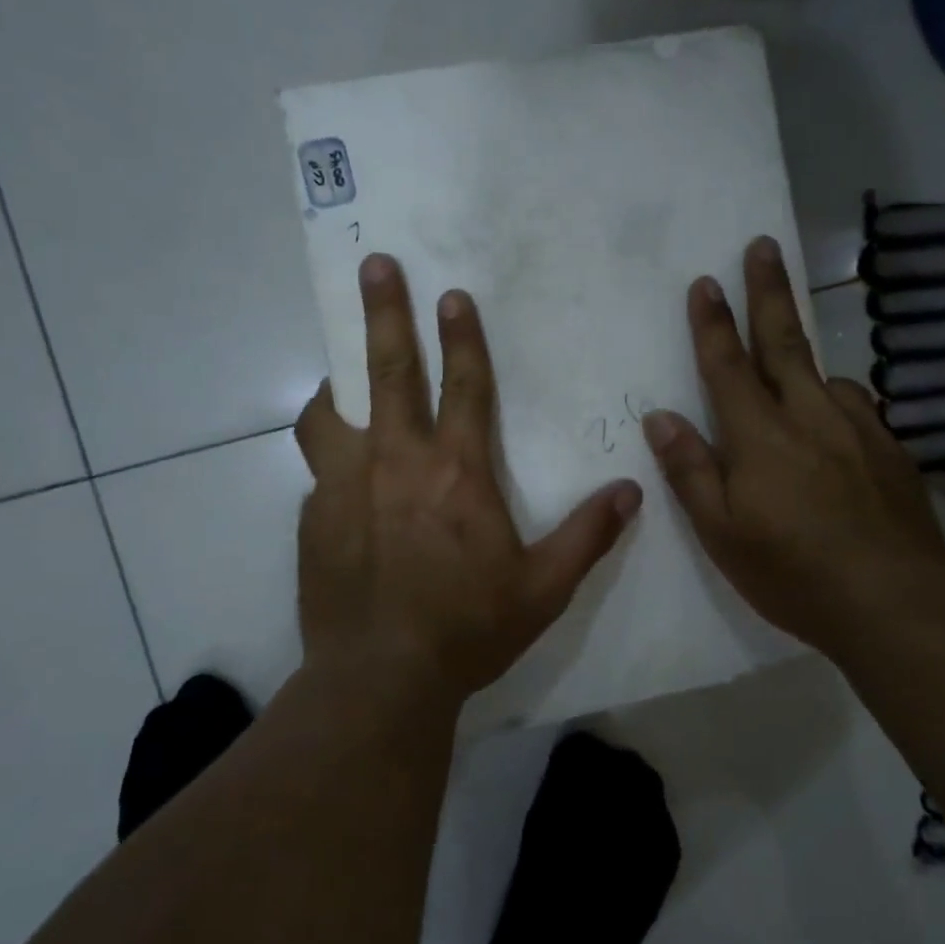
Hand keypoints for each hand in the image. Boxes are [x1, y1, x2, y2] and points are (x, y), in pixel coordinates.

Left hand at [295, 254, 642, 707]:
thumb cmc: (467, 629)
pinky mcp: (313, 517)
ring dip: (337, 384)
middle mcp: (396, 463)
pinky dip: (329, 456)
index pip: (464, 386)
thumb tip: (631, 492)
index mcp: (456, 473)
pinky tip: (339, 479)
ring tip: (338, 376)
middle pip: (388, 372)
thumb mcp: (543, 588)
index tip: (452, 295)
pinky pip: (318, 469)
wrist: (380, 678)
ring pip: (330, 413)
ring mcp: (344, 486)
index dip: (462, 337)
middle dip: (385, 314)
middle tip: (375, 265)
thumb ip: (588, 535)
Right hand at [643, 237, 944, 657]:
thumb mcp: (721, 531)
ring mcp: (857, 430)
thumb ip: (690, 470)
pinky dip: (836, 398)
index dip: (713, 323)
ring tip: (790, 355)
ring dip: (803, 354)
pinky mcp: (891, 451)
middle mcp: (809, 417)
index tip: (705, 281)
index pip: (728, 366)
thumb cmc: (792, 572)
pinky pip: (856, 407)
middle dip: (768, 291)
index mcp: (760, 436)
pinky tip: (835, 417)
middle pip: (784, 341)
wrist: (895, 605)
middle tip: (763, 245)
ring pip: (824, 375)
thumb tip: (661, 417)